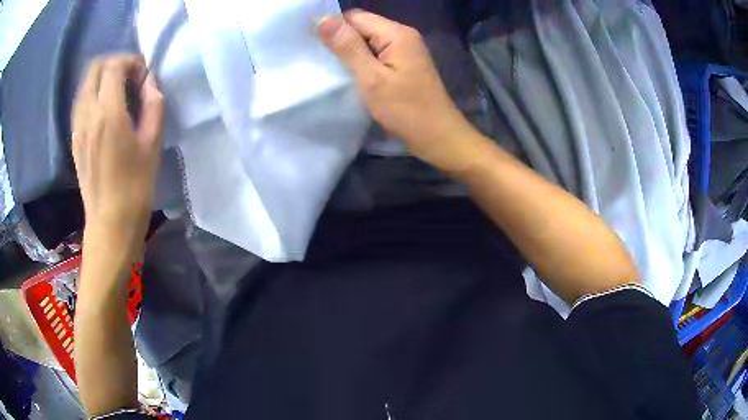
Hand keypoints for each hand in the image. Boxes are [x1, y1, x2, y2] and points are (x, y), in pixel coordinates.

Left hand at [72, 54, 163, 254]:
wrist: (110, 223)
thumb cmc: (135, 186)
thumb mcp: (153, 143)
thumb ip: (153, 105)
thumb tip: (150, 82)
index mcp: (108, 113)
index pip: (114, 66)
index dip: (131, 62)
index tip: (143, 75)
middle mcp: (87, 114)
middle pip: (94, 68)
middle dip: (114, 64)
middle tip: (130, 78)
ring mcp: (77, 127)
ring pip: (85, 84)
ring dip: (102, 78)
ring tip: (119, 92)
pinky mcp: (74, 139)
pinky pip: (81, 102)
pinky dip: (93, 94)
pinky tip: (106, 110)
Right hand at [317, 10, 482, 171]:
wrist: (438, 136)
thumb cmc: (405, 110)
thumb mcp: (371, 78)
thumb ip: (348, 47)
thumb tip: (323, 18)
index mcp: (396, 33)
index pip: (355, 17)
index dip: (333, 27)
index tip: (313, 46)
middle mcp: (403, 35)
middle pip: (363, 26)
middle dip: (341, 40)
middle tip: (322, 60)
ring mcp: (405, 49)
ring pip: (368, 40)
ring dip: (350, 52)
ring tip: (333, 68)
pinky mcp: (404, 63)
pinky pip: (377, 53)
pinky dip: (363, 61)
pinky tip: (352, 74)